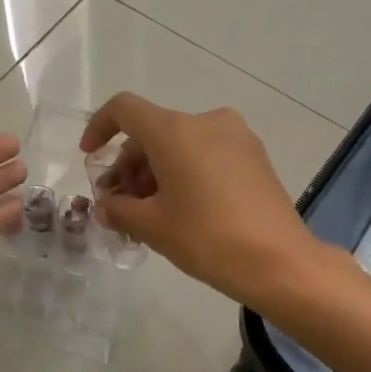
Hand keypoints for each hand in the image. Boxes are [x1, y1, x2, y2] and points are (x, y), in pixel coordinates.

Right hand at [80, 93, 314, 306]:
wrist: (280, 262)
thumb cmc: (207, 238)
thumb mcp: (152, 226)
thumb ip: (119, 210)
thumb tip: (107, 207)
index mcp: (175, 130)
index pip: (125, 109)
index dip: (100, 127)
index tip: (90, 156)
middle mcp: (205, 122)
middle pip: (153, 131)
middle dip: (129, 164)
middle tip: (119, 203)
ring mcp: (236, 137)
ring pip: (180, 144)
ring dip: (156, 171)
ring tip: (148, 213)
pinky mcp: (254, 156)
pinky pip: (206, 153)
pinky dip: (185, 172)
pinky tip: (180, 208)